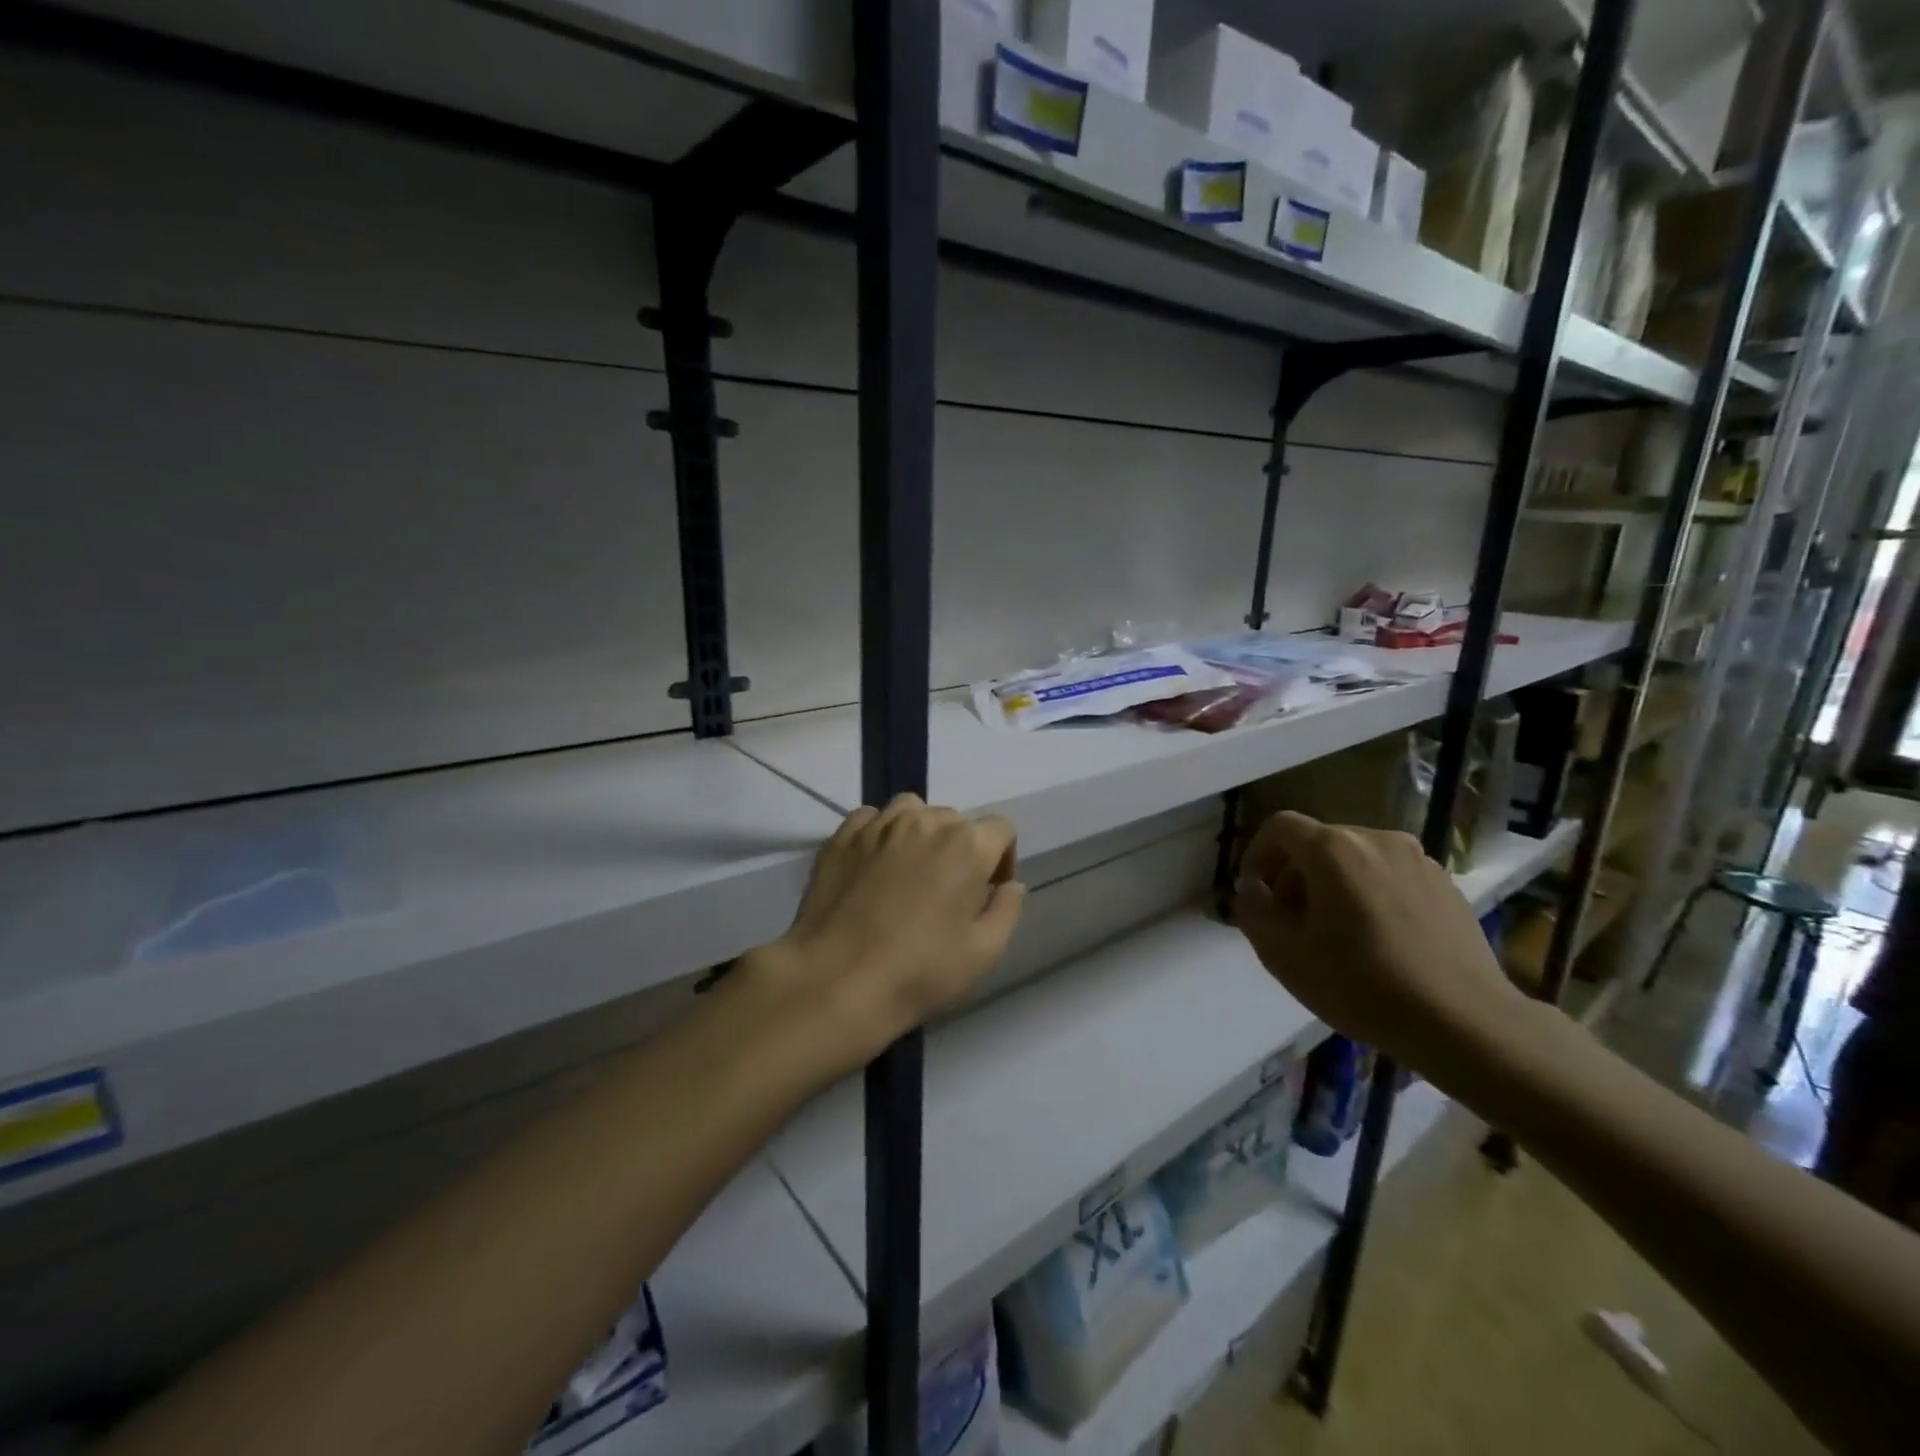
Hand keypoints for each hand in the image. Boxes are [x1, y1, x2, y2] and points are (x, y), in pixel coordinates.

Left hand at [743, 795, 1026, 1078]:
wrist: (835, 981)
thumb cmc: (919, 971)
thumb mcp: (984, 953)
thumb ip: (1007, 910)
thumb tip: (1011, 885)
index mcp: (966, 845)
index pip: (1000, 829)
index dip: (1001, 860)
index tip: (986, 894)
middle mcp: (924, 821)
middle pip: (955, 821)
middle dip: (960, 850)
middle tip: (946, 893)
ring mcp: (878, 825)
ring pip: (912, 811)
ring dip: (920, 834)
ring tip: (909, 872)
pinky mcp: (841, 837)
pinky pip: (870, 819)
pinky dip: (879, 834)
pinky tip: (873, 866)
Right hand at [1232, 811, 1522, 1066]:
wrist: (1465, 1023)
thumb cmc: (1362, 986)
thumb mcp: (1284, 956)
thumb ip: (1254, 912)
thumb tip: (1253, 890)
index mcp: (1334, 849)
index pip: (1279, 827)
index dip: (1257, 855)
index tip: (1256, 894)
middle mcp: (1376, 839)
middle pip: (1318, 842)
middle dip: (1294, 876)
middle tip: (1291, 923)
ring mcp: (1418, 860)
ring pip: (1356, 859)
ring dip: (1333, 885)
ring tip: (1336, 934)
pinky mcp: (1447, 885)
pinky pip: (1390, 876)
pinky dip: (1371, 895)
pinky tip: (1379, 941)